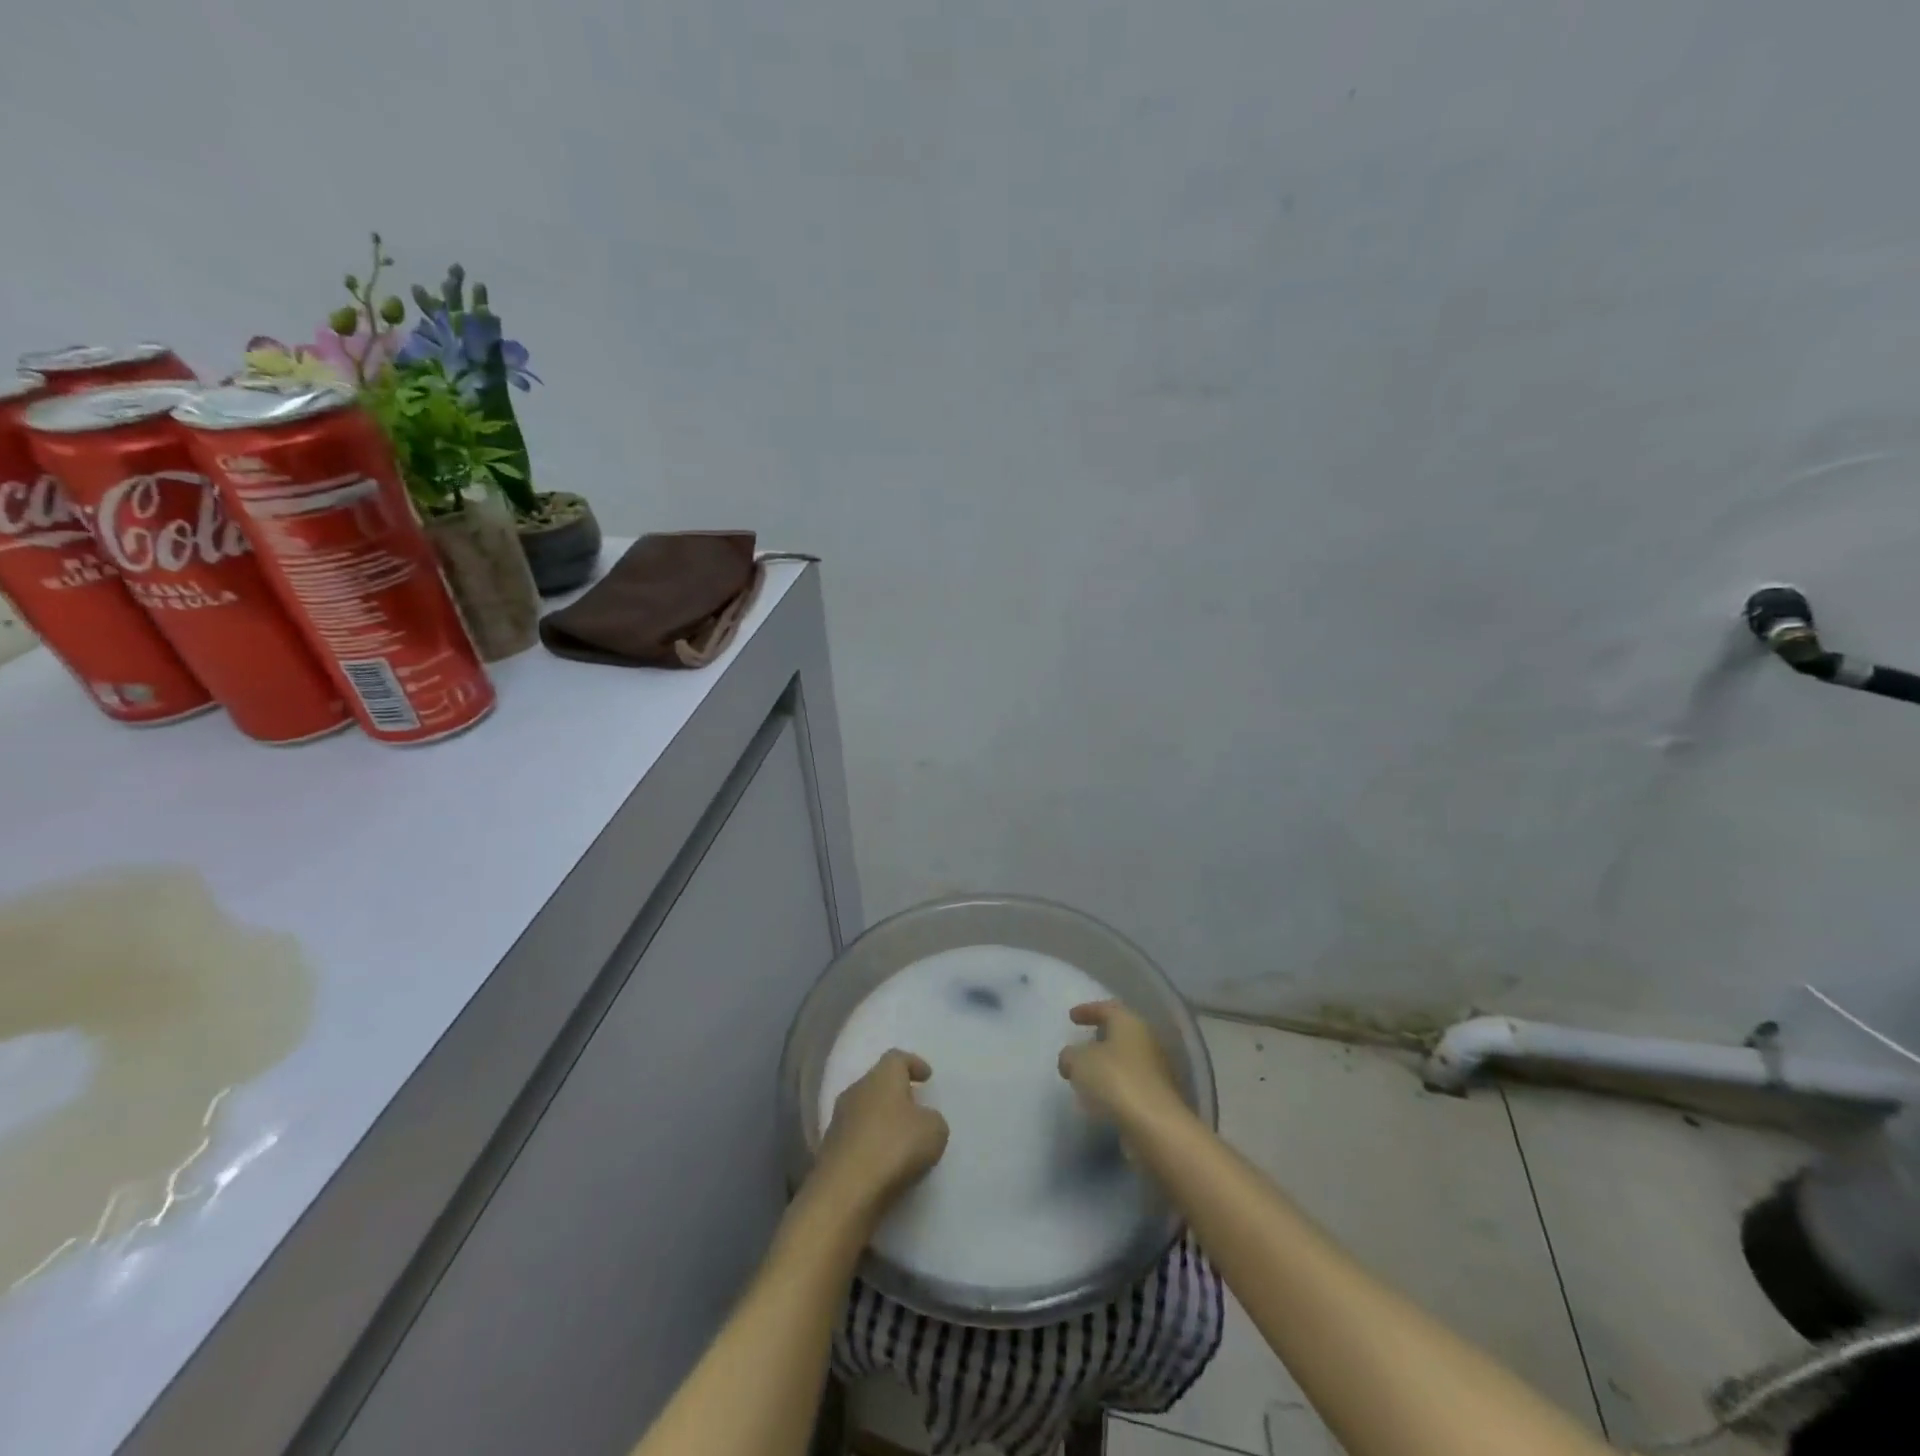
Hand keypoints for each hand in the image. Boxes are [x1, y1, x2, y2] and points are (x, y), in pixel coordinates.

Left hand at [809, 1050, 948, 1224]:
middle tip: (913, 1106)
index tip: (926, 1076)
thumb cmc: (894, 1148)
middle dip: (896, 1092)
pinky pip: (855, 1137)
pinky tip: (881, 1160)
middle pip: (878, 1082)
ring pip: (864, 1109)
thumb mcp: (934, 1131)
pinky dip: (869, 1143)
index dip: (914, 1063)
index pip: (897, 1058)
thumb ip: (933, 1119)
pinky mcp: (829, 1148)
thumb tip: (922, 1120)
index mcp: (882, 1077)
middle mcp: (857, 1090)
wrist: (844, 1191)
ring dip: (880, 1119)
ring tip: (899, 1137)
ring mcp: (838, 1119)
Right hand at [1057, 1001, 1183, 1125]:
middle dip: (1100, 1037)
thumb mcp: (1079, 1062)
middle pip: (1121, 1032)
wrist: (1155, 1126)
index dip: (1087, 1010)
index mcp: (1129, 1023)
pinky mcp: (1158, 1097)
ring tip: (1088, 1073)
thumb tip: (1070, 1059)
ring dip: (1108, 1063)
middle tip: (1082, 1043)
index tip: (1071, 1017)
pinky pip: (1132, 1082)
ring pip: (1127, 1059)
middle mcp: (1147, 1041)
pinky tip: (1102, 1096)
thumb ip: (1070, 1055)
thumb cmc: (1115, 1081)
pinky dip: (1116, 1084)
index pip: (1107, 1008)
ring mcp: (1156, 1070)